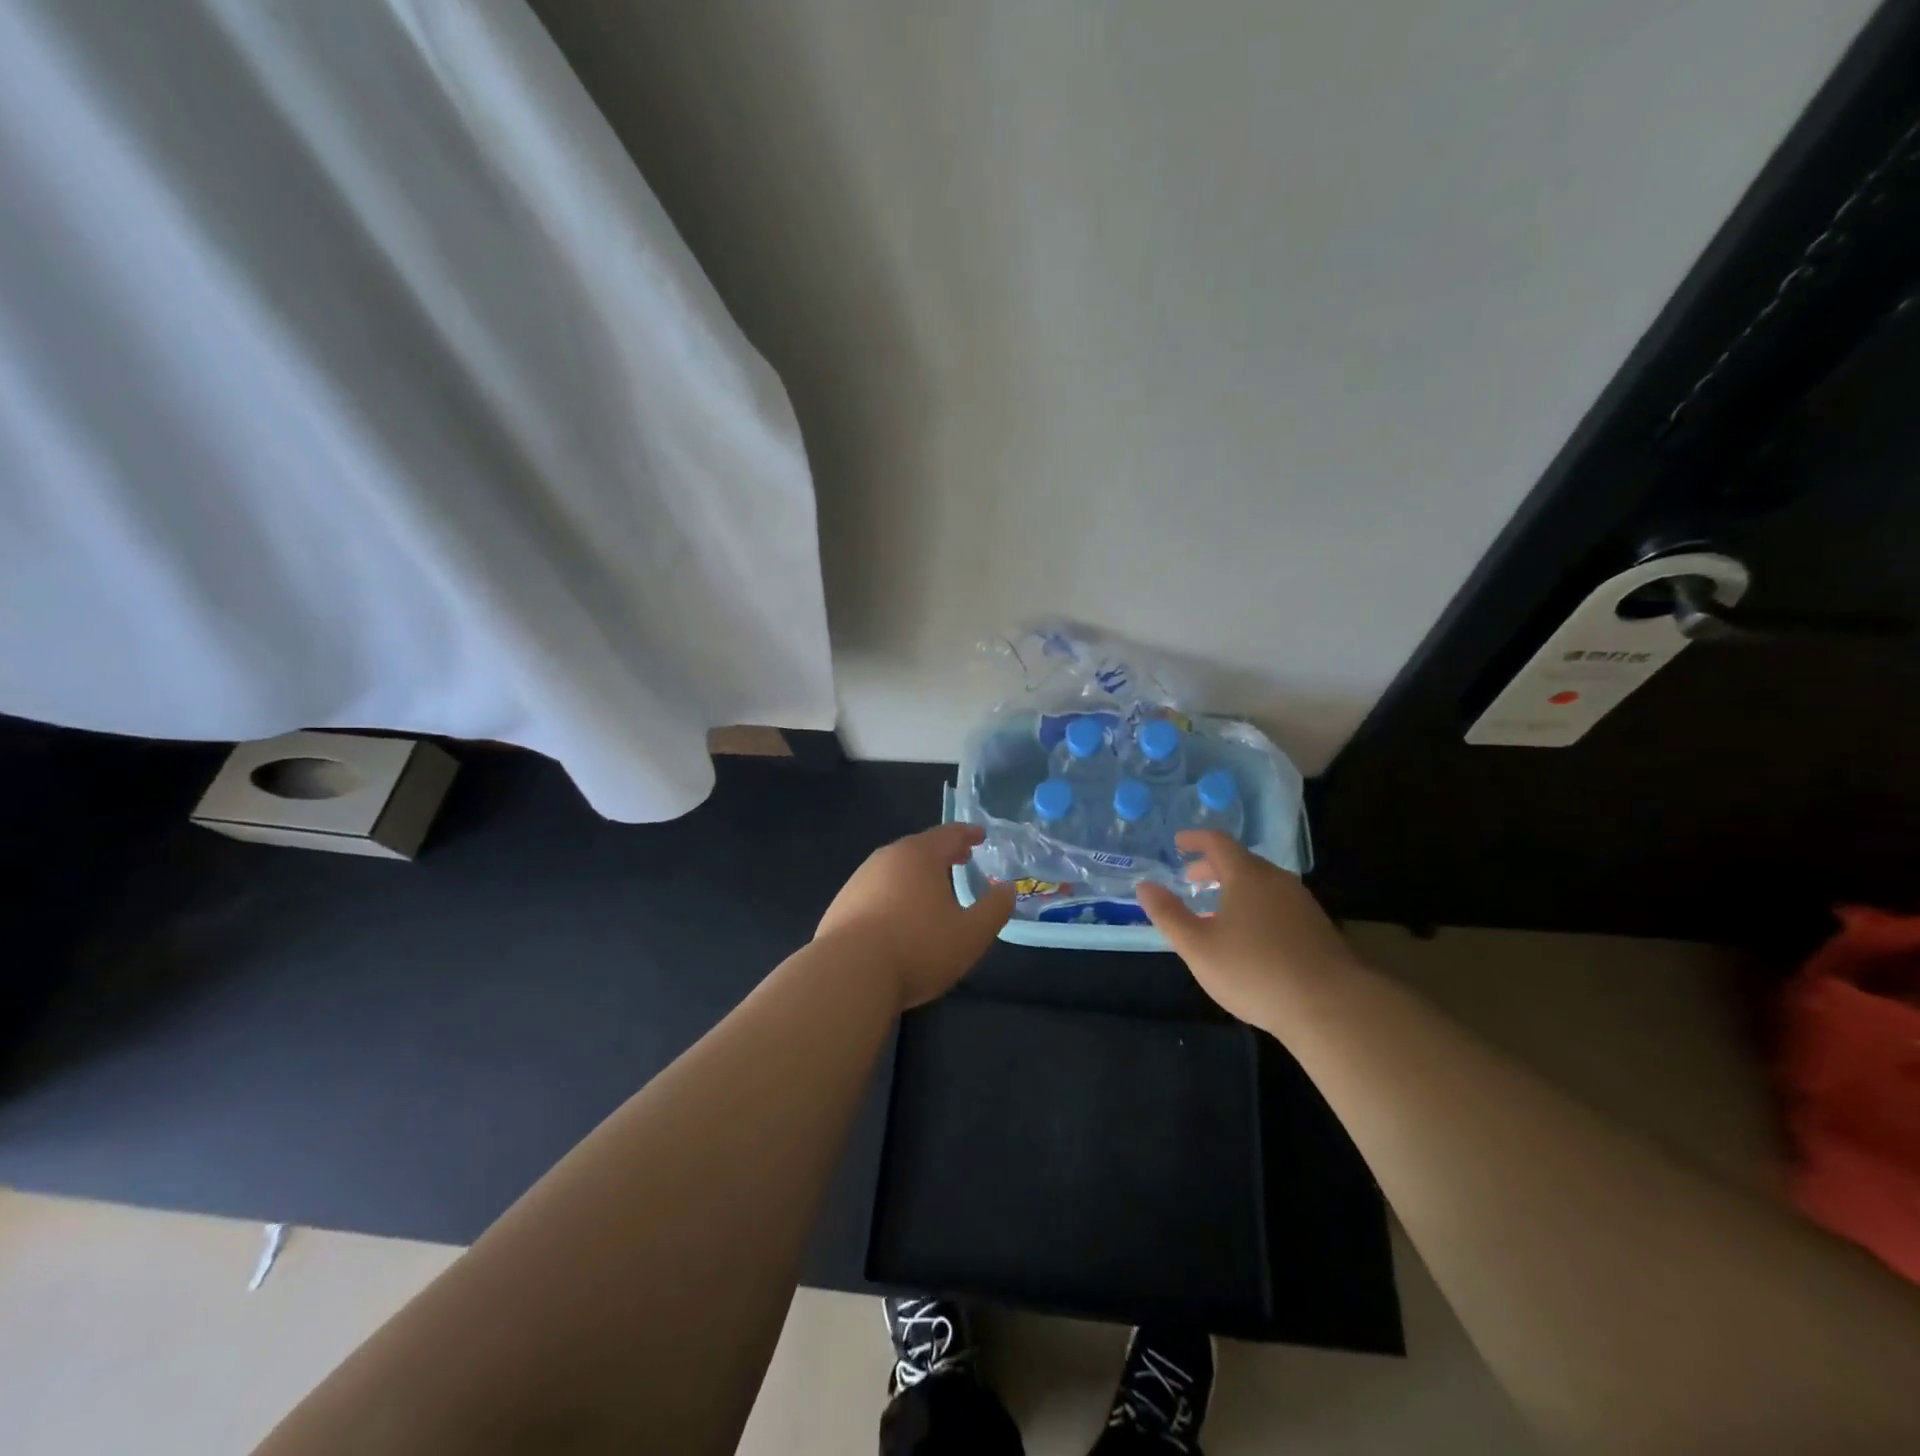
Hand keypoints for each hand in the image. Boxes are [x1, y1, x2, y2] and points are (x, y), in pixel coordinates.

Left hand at [815, 823, 1015, 1009]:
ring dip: (916, 874)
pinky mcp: (841, 905)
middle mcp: (887, 859)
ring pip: (895, 868)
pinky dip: (894, 893)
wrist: (848, 974)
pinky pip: (876, 890)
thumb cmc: (917, 948)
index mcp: (920, 855)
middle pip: (919, 848)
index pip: (949, 834)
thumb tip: (1006, 888)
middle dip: (942, 852)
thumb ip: (994, 908)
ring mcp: (859, 880)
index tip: (981, 835)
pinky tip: (898, 916)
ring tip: (932, 888)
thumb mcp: (971, 934)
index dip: (968, 834)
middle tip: (960, 858)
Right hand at [1137, 831, 1357, 1025]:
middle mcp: (1277, 881)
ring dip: (1235, 887)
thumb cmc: (1254, 970)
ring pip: (1262, 884)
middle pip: (1241, 861)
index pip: (1218, 842)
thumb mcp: (1197, 946)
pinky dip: (1255, 905)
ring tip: (1216, 909)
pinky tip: (1250, 935)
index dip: (1195, 839)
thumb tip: (1144, 886)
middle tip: (1190, 879)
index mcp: (1247, 875)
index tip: (1178, 842)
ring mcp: (1302, 904)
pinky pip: (1278, 903)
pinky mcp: (1317, 928)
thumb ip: (1168, 914)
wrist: (1331, 1007)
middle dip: (1212, 866)